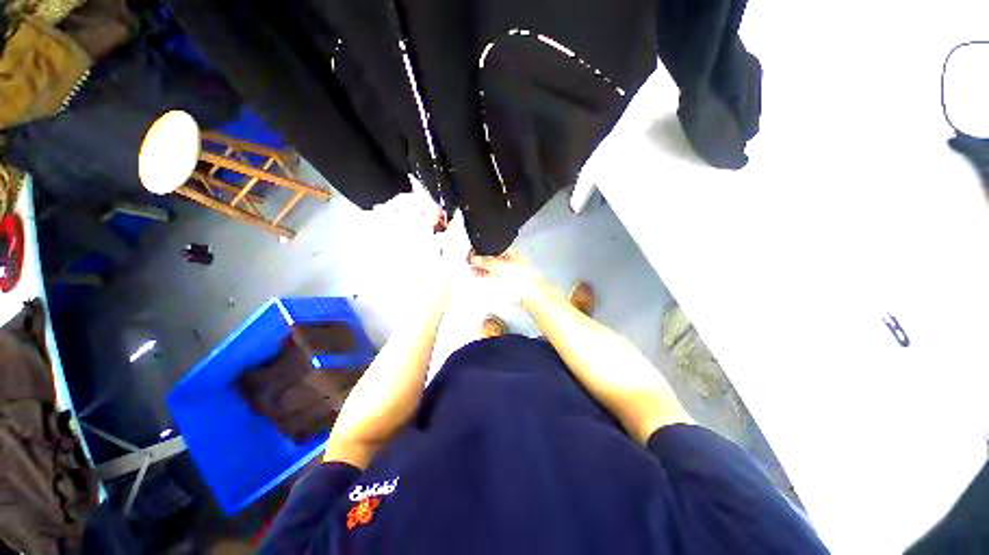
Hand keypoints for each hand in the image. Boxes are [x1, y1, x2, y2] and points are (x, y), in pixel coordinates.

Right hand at [469, 250, 546, 306]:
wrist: (531, 295)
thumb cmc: (522, 277)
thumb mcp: (500, 266)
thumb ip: (485, 261)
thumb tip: (473, 258)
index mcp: (511, 252)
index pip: (492, 247)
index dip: (481, 250)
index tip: (471, 254)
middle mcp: (510, 260)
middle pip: (491, 258)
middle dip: (480, 260)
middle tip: (469, 262)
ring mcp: (508, 271)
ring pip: (491, 268)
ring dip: (481, 268)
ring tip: (471, 269)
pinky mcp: (506, 282)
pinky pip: (493, 277)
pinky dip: (485, 276)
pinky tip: (478, 276)